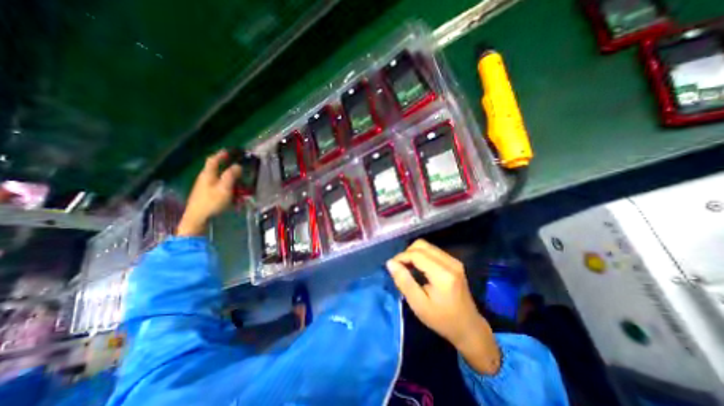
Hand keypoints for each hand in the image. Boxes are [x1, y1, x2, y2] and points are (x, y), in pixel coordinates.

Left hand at [176, 151, 240, 235]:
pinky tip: (235, 200)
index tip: (229, 151)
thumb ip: (231, 176)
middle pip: (219, 171)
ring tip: (242, 191)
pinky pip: (220, 190)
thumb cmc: (211, 202)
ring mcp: (205, 188)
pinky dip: (229, 192)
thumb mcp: (225, 188)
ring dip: (232, 184)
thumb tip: (238, 166)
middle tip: (242, 174)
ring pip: (221, 181)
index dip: (221, 155)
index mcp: (208, 175)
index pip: (213, 160)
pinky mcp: (206, 196)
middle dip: (231, 172)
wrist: (197, 219)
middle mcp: (205, 179)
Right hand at [387, 240, 500, 376]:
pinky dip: (421, 255)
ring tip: (407, 268)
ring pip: (427, 246)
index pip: (417, 254)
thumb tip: (390, 263)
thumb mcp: (418, 304)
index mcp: (443, 274)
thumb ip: (404, 281)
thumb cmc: (442, 320)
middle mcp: (450, 262)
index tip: (392, 267)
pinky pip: (432, 251)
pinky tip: (418, 268)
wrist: (469, 327)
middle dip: (407, 253)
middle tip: (400, 268)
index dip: (401, 257)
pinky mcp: (454, 262)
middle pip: (422, 245)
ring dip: (413, 253)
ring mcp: (454, 260)